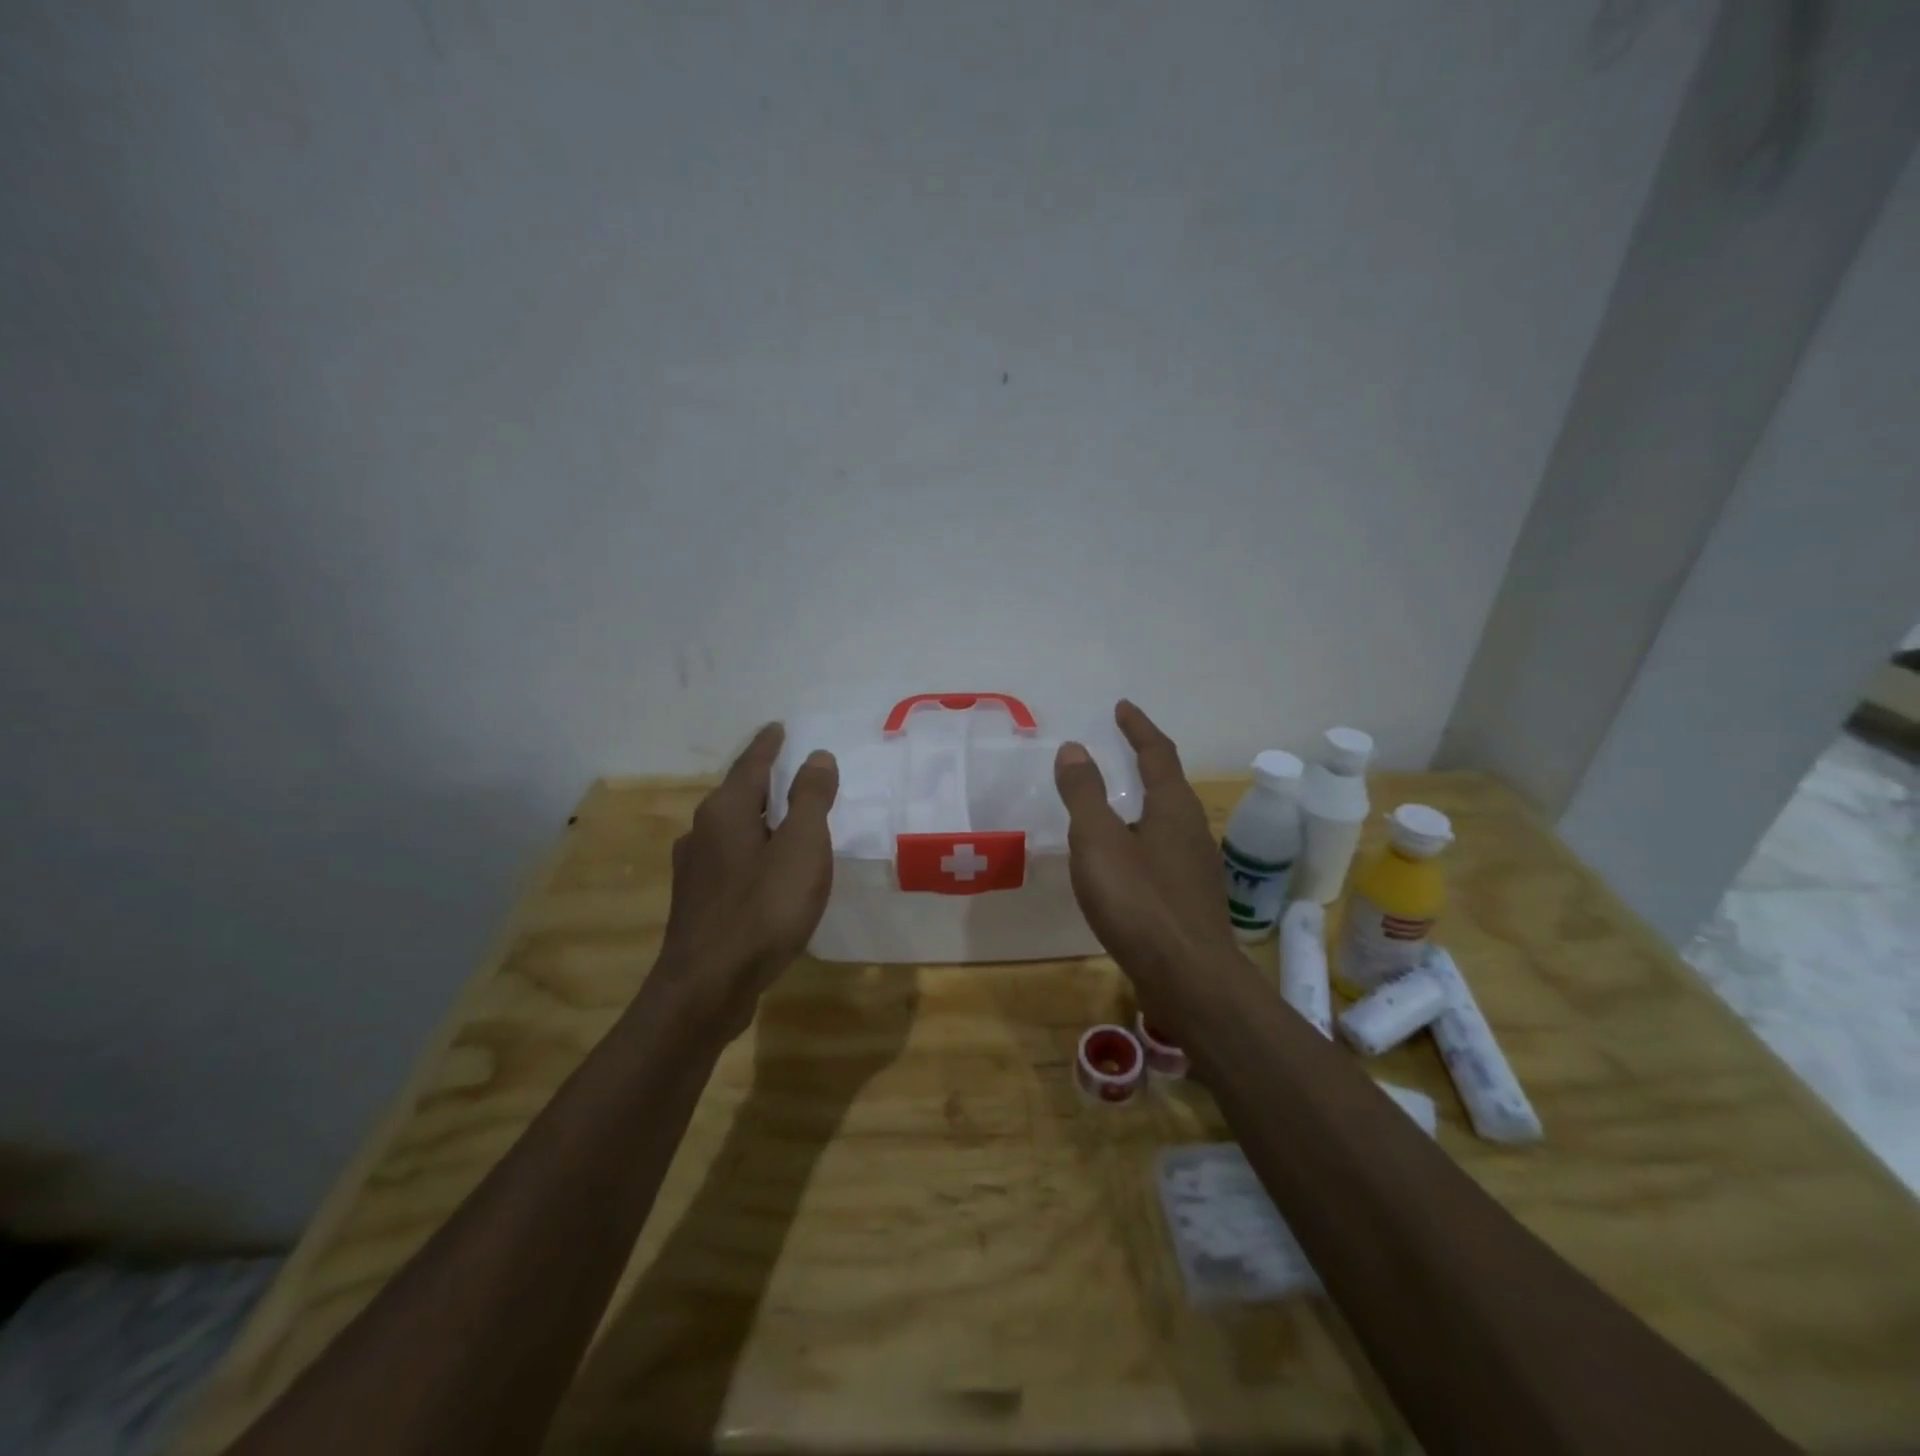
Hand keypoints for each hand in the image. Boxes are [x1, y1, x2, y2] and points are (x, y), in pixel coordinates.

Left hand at [657, 724, 838, 1037]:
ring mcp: (694, 870)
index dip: (768, 745)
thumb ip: (810, 799)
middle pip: (736, 795)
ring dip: (756, 819)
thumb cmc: (763, 909)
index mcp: (726, 811)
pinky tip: (764, 871)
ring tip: (782, 820)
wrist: (707, 987)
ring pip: (731, 830)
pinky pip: (730, 861)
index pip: (751, 764)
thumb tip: (816, 756)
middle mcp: (702, 832)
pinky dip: (752, 852)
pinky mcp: (697, 903)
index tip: (778, 727)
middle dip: (762, 781)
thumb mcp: (802, 847)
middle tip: (789, 771)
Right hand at [1054, 701, 1236, 987]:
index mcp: (1174, 808)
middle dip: (1144, 764)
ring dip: (1143, 804)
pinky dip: (1141, 840)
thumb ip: (1084, 793)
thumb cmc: (1139, 902)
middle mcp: (1193, 831)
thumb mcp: (1099, 841)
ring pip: (1167, 823)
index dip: (1138, 728)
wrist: (1189, 979)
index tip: (1122, 708)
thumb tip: (1074, 748)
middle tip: (1119, 750)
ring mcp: (1197, 868)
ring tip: (1115, 806)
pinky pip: (1163, 854)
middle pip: (1168, 785)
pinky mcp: (1192, 900)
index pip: (1158, 753)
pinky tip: (1124, 864)